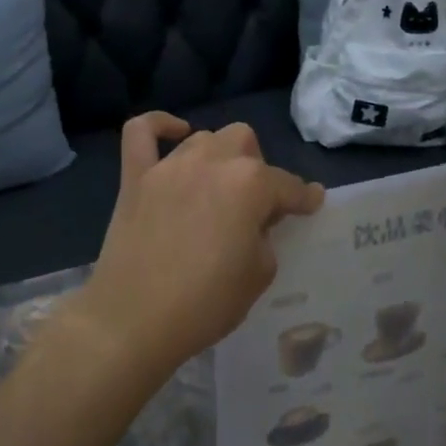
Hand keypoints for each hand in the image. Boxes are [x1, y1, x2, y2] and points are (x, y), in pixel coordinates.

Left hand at [66, 114, 324, 381]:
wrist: (134, 319)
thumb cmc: (205, 303)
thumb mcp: (258, 273)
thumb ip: (265, 236)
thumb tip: (257, 221)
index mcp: (250, 185)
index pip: (287, 185)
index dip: (303, 197)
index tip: (311, 204)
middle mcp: (211, 162)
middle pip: (244, 142)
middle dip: (257, 167)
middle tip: (254, 204)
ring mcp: (168, 166)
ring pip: (203, 138)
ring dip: (218, 157)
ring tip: (218, 186)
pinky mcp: (135, 177)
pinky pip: (141, 132)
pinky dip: (158, 126)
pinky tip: (173, 134)